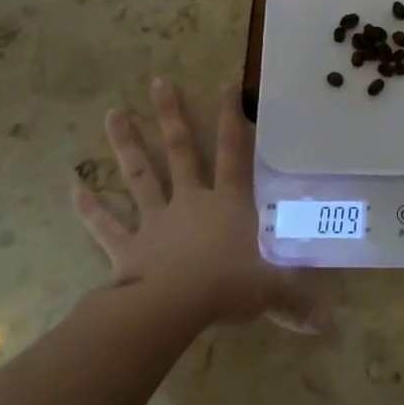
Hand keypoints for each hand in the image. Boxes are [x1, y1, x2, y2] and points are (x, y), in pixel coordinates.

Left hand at [73, 79, 324, 331]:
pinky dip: (88, 206)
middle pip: (181, 152)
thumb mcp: (269, 291)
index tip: (226, 85)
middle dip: (171, 116)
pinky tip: (73, 185)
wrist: (173, 309)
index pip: (235, 153)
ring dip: (126, 144)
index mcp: (228, 204)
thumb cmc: (226, 288)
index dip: (232, 119)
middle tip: (157, 82)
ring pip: (140, 175)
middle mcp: (191, 202)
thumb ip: (296, 300)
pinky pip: (105, 224)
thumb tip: (329, 322)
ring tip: (113, 112)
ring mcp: (156, 221)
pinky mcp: (127, 247)